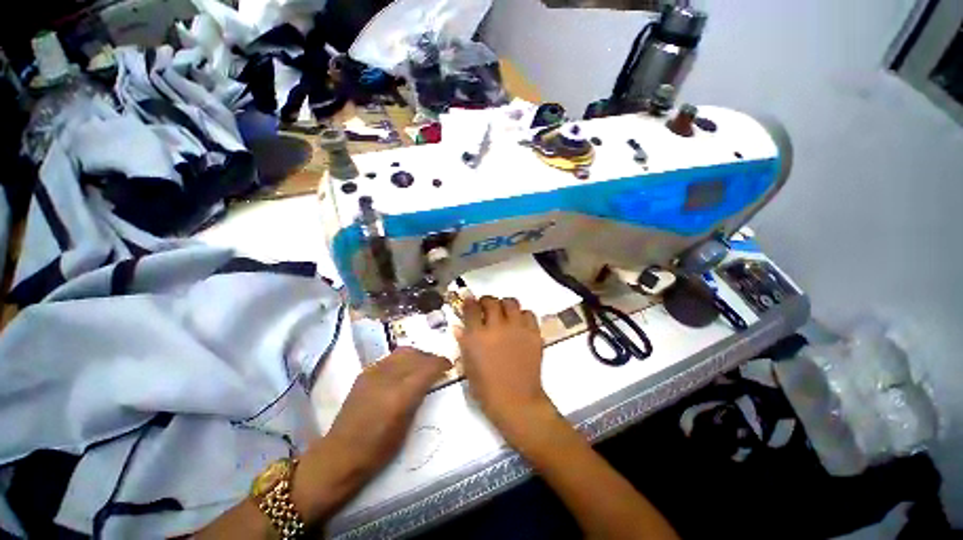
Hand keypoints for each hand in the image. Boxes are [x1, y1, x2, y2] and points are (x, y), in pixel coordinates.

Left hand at [293, 347, 448, 520]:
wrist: (340, 455)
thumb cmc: (378, 450)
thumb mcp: (407, 425)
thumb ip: (419, 397)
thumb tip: (430, 380)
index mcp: (400, 394)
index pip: (427, 367)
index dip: (441, 363)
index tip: (449, 366)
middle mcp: (387, 377)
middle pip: (416, 355)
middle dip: (430, 357)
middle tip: (437, 366)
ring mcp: (373, 373)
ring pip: (402, 352)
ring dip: (417, 355)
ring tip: (422, 365)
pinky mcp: (364, 373)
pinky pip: (389, 358)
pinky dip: (402, 359)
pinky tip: (403, 370)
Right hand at [458, 296, 552, 436]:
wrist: (517, 402)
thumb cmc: (487, 390)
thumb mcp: (468, 367)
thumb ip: (463, 344)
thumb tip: (459, 327)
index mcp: (477, 336)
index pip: (471, 308)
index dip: (469, 302)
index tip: (469, 301)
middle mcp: (497, 327)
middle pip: (491, 301)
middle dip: (486, 301)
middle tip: (486, 307)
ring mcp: (517, 329)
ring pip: (511, 302)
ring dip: (505, 305)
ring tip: (504, 312)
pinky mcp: (533, 333)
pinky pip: (528, 313)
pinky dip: (522, 315)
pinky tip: (519, 323)